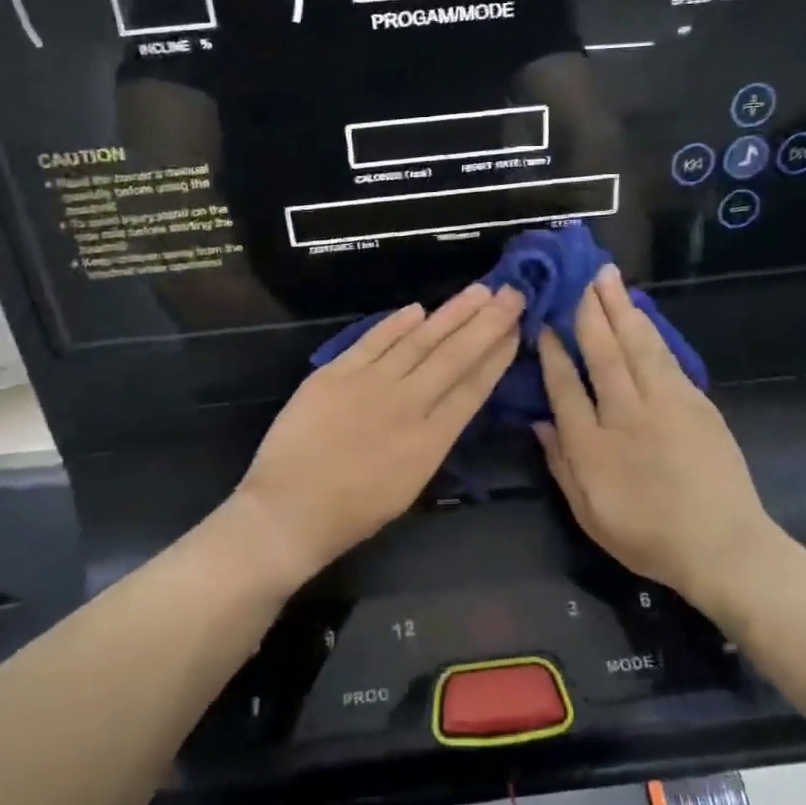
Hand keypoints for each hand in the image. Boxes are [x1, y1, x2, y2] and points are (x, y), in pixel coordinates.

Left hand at [236, 284, 524, 583]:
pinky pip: (372, 341)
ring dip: (451, 314)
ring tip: (478, 291)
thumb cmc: (352, 513)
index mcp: (430, 441)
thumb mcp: (409, 486)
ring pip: (418, 341)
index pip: (473, 388)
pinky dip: (395, 324)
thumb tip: (447, 402)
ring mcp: (369, 384)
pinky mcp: (335, 374)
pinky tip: (417, 309)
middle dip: (487, 322)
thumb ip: (431, 440)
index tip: (516, 329)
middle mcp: (407, 405)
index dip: (497, 356)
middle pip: (454, 356)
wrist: (289, 509)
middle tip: (511, 293)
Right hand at [535, 266, 775, 606]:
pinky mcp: (696, 404)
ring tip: (609, 279)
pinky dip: (651, 332)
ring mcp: (666, 405)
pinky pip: (666, 358)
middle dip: (590, 311)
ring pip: (638, 346)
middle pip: (603, 353)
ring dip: (621, 309)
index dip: (553, 352)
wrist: (723, 547)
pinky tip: (641, 315)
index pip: (565, 386)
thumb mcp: (588, 513)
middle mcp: (626, 415)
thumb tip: (539, 422)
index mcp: (592, 446)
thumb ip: (561, 465)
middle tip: (582, 276)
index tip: (544, 323)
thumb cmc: (647, 536)